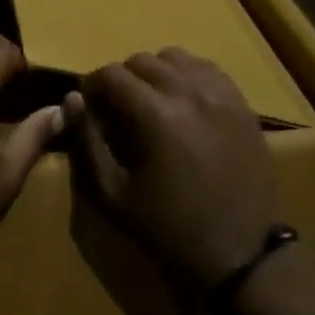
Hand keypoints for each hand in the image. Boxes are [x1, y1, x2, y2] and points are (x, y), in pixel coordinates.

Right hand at [68, 48, 277, 288]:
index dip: (93, 86)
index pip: (111, 74)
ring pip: (175, 58)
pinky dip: (187, 76)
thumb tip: (72, 98)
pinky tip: (183, 104)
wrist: (241, 255)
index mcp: (156, 115)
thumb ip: (88, 141)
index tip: (90, 107)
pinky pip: (207, 69)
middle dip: (122, 80)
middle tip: (118, 110)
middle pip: (142, 61)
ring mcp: (221, 95)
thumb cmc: (169, 229)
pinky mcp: (242, 104)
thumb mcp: (113, 194)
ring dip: (155, 73)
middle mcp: (189, 92)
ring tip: (151, 103)